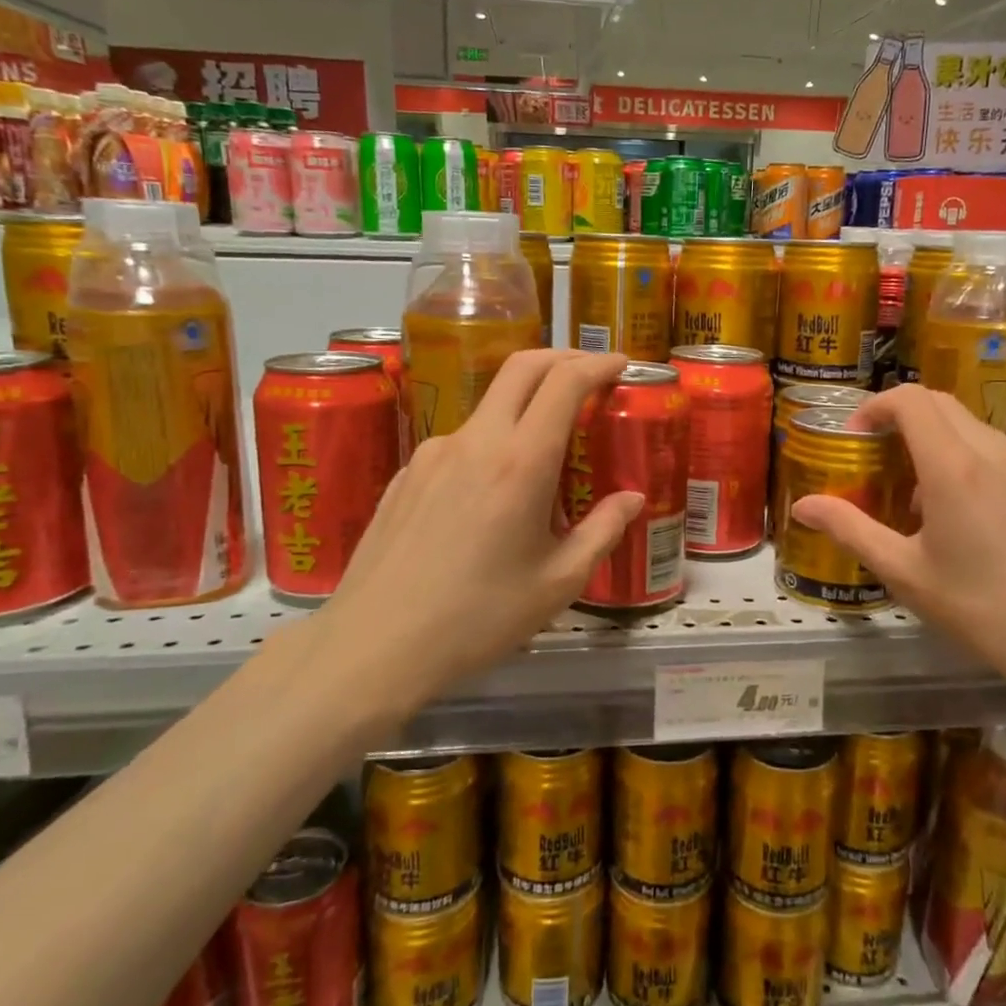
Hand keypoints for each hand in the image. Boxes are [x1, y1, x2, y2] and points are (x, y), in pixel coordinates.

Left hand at [308, 350, 643, 705]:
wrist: (373, 646)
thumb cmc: (478, 619)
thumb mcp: (558, 583)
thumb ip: (602, 532)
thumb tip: (632, 499)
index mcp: (520, 462)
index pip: (564, 383)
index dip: (598, 364)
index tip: (622, 364)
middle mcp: (475, 441)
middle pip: (522, 367)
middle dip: (562, 359)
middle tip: (590, 375)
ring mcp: (432, 453)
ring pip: (489, 406)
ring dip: (525, 407)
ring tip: (544, 456)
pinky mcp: (405, 473)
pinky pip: (460, 444)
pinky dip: (491, 445)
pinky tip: (491, 494)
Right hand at [789, 384, 1005, 708]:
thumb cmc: (981, 609)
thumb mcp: (904, 574)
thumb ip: (850, 530)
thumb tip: (802, 505)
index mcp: (953, 467)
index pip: (910, 400)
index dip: (876, 406)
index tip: (859, 437)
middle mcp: (998, 452)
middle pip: (944, 405)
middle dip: (906, 420)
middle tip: (886, 462)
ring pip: (980, 431)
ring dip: (945, 446)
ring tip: (933, 502)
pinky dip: (984, 469)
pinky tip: (986, 522)